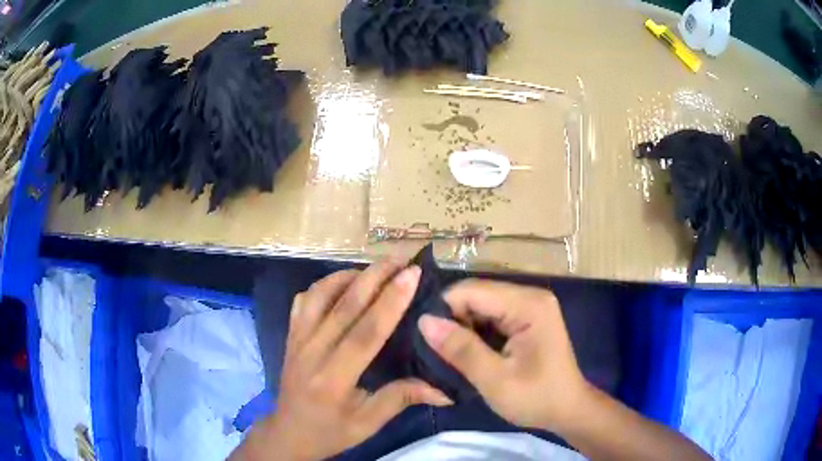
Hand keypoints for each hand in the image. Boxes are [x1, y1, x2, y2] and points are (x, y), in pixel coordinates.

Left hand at [233, 260, 452, 460]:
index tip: (412, 274)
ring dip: (349, 275)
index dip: (390, 301)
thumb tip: (445, 390)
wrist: (288, 432)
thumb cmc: (330, 431)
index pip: (365, 333)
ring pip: (319, 295)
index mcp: (333, 379)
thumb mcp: (368, 423)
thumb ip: (402, 399)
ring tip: (376, 269)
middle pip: (343, 305)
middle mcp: (311, 352)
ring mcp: (296, 340)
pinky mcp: (290, 336)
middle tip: (401, 258)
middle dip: (375, 276)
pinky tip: (342, 284)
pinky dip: (324, 285)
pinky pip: (304, 301)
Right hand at [418, 279, 588, 432]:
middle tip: (437, 351)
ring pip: (481, 306)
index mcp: (528, 304)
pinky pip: (492, 316)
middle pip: (477, 295)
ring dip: (463, 327)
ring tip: (448, 353)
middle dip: (453, 320)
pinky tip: (467, 351)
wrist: (568, 410)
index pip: (472, 291)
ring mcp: (530, 306)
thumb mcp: (495, 380)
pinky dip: (476, 332)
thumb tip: (424, 321)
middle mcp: (530, 296)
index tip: (427, 339)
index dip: (444, 310)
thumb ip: (461, 349)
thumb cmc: (537, 398)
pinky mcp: (527, 318)